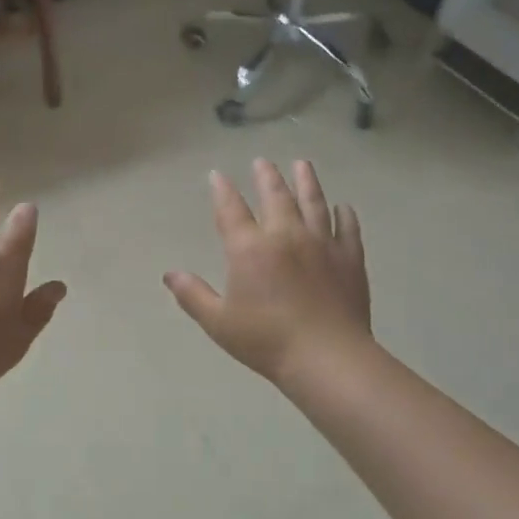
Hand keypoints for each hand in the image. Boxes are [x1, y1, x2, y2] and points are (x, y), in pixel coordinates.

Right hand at [164, 159, 371, 386]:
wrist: (326, 357)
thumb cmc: (266, 341)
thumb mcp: (218, 322)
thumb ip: (192, 295)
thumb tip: (170, 274)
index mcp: (250, 249)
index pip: (231, 210)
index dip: (222, 190)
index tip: (217, 174)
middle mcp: (286, 235)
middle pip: (275, 196)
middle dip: (266, 176)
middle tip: (262, 161)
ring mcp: (321, 244)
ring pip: (314, 203)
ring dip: (306, 181)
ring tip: (302, 164)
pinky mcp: (349, 259)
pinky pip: (347, 229)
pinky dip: (345, 216)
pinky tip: (344, 208)